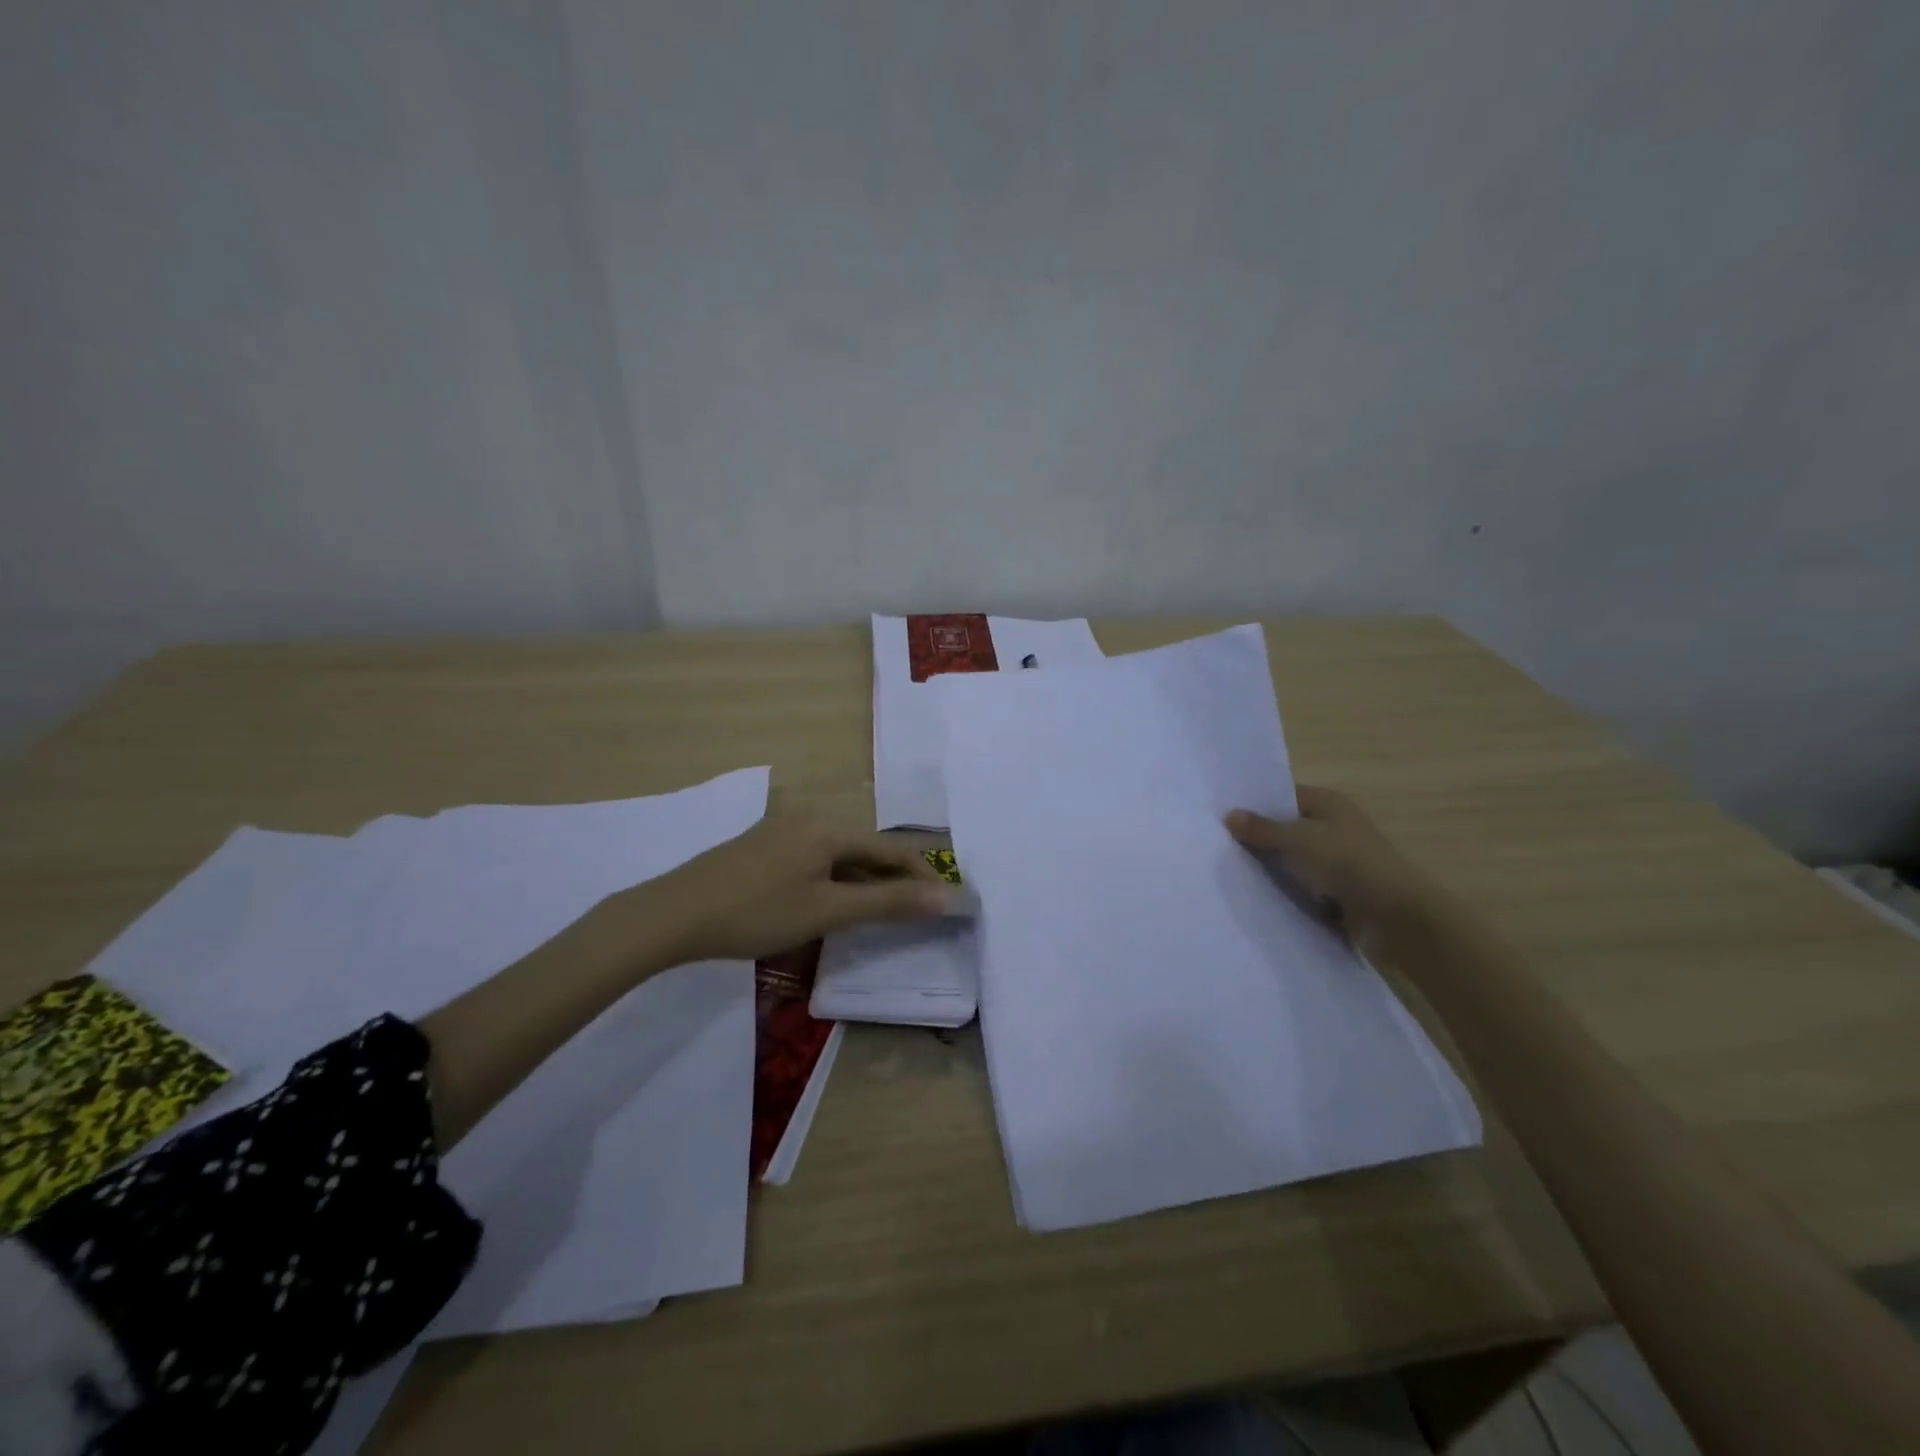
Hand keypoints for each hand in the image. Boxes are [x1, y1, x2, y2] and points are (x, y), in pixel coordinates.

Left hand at [625, 810, 962, 964]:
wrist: (674, 914)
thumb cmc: (756, 912)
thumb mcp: (827, 911)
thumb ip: (888, 903)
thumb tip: (945, 897)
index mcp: (829, 828)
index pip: (891, 849)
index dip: (922, 875)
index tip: (944, 903)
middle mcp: (810, 818)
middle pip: (866, 849)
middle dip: (893, 880)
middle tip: (914, 913)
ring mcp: (782, 829)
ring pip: (839, 855)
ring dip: (863, 882)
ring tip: (878, 913)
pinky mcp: (763, 845)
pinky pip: (815, 858)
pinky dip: (835, 879)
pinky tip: (831, 902)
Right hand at [1226, 786, 1447, 961]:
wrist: (1396, 918)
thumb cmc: (1348, 864)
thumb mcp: (1298, 840)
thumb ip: (1262, 829)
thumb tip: (1230, 815)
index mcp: (1329, 804)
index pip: (1283, 795)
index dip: (1254, 803)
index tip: (1219, 813)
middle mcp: (1334, 827)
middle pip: (1285, 827)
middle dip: (1257, 836)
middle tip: (1216, 842)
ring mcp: (1336, 860)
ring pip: (1291, 859)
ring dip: (1269, 866)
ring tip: (1227, 868)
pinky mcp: (1337, 891)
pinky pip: (1300, 885)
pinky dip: (1283, 889)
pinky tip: (1253, 893)